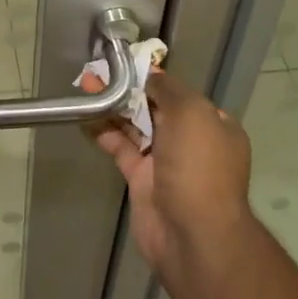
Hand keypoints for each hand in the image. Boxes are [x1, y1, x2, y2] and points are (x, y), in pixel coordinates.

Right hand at [92, 68, 254, 284]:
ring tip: (86, 85)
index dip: (153, 76)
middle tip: (98, 71)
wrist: (192, 235)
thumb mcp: (191, 113)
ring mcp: (165, 162)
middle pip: (154, 107)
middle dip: (127, 89)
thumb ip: (168, 88)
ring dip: (112, 106)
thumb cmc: (198, 166)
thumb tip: (150, 74)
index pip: (180, 93)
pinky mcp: (142, 180)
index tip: (126, 63)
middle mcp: (191, 142)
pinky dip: (103, 131)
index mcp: (212, 125)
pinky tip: (84, 116)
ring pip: (135, 126)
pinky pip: (120, 148)